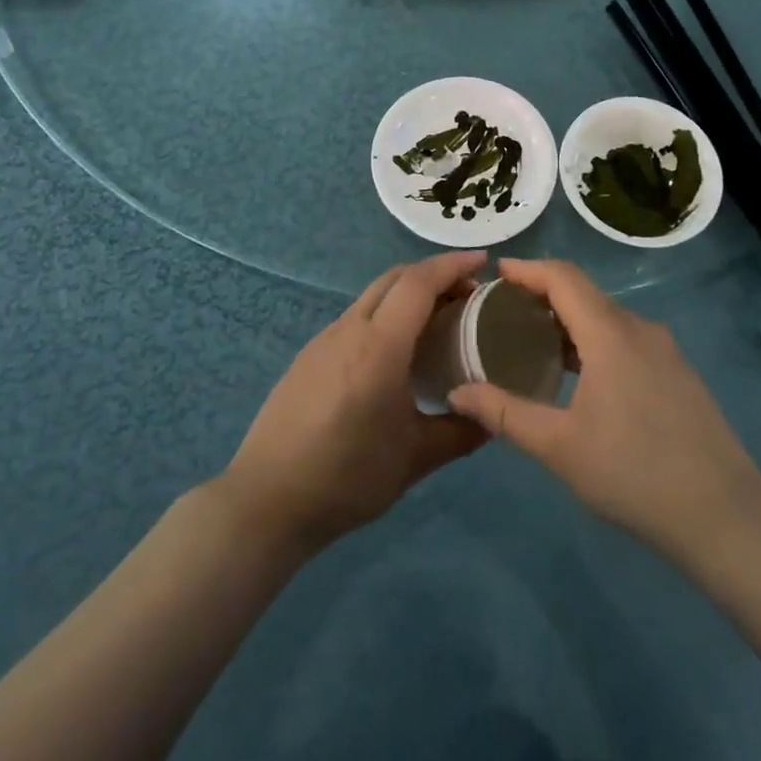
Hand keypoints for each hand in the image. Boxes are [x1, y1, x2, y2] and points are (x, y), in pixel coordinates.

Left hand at [221, 252, 490, 553]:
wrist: (267, 499)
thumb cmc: (347, 477)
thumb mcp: (415, 459)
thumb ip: (461, 431)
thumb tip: (493, 416)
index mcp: (379, 346)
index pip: (419, 283)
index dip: (452, 265)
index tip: (483, 262)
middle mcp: (350, 329)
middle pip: (395, 278)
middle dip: (433, 274)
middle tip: (467, 293)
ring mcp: (324, 339)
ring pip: (373, 295)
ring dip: (407, 293)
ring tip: (436, 319)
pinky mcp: (309, 355)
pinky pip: (356, 317)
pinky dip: (385, 313)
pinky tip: (395, 349)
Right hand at [448, 258, 760, 561]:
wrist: (725, 516)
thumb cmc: (634, 475)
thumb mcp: (559, 447)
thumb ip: (505, 413)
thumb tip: (457, 393)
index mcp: (611, 334)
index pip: (563, 277)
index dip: (528, 269)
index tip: (496, 274)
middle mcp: (640, 329)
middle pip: (585, 294)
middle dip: (543, 294)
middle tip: (504, 312)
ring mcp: (665, 351)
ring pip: (607, 318)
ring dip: (569, 321)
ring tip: (533, 341)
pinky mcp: (678, 373)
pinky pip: (626, 338)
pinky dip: (594, 341)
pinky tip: (579, 374)